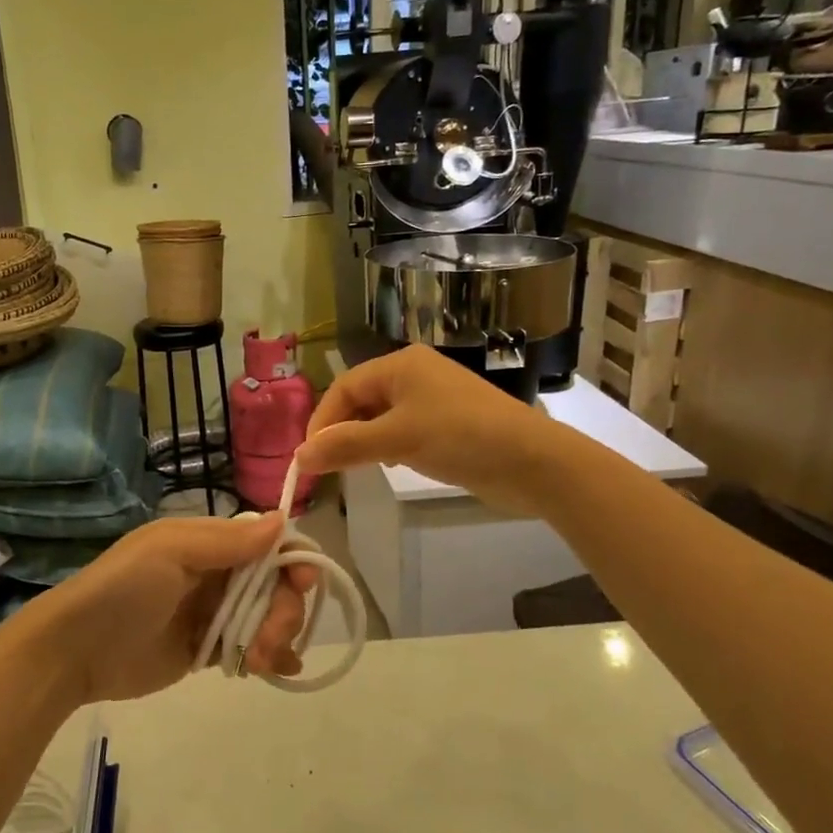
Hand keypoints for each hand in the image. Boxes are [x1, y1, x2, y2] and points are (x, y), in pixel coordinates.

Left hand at [30, 516, 314, 702]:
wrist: (76, 650)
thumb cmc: (123, 590)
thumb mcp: (171, 552)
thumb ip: (227, 541)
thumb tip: (283, 521)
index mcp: (209, 542)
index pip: (268, 542)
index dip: (293, 559)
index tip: (304, 583)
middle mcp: (217, 572)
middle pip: (276, 583)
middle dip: (285, 609)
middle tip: (269, 639)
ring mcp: (213, 612)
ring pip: (269, 616)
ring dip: (278, 635)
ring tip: (260, 660)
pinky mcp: (208, 649)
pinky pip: (251, 646)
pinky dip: (271, 656)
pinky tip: (276, 669)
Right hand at [295, 347, 554, 515]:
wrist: (533, 462)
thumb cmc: (460, 437)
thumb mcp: (397, 440)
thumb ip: (345, 446)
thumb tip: (298, 458)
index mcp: (400, 364)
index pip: (344, 387)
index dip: (322, 420)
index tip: (310, 457)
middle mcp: (414, 374)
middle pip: (361, 400)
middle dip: (341, 431)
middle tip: (328, 466)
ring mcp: (433, 399)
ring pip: (381, 417)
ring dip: (363, 440)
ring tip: (354, 468)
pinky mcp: (448, 424)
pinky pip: (403, 430)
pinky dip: (387, 446)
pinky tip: (389, 465)